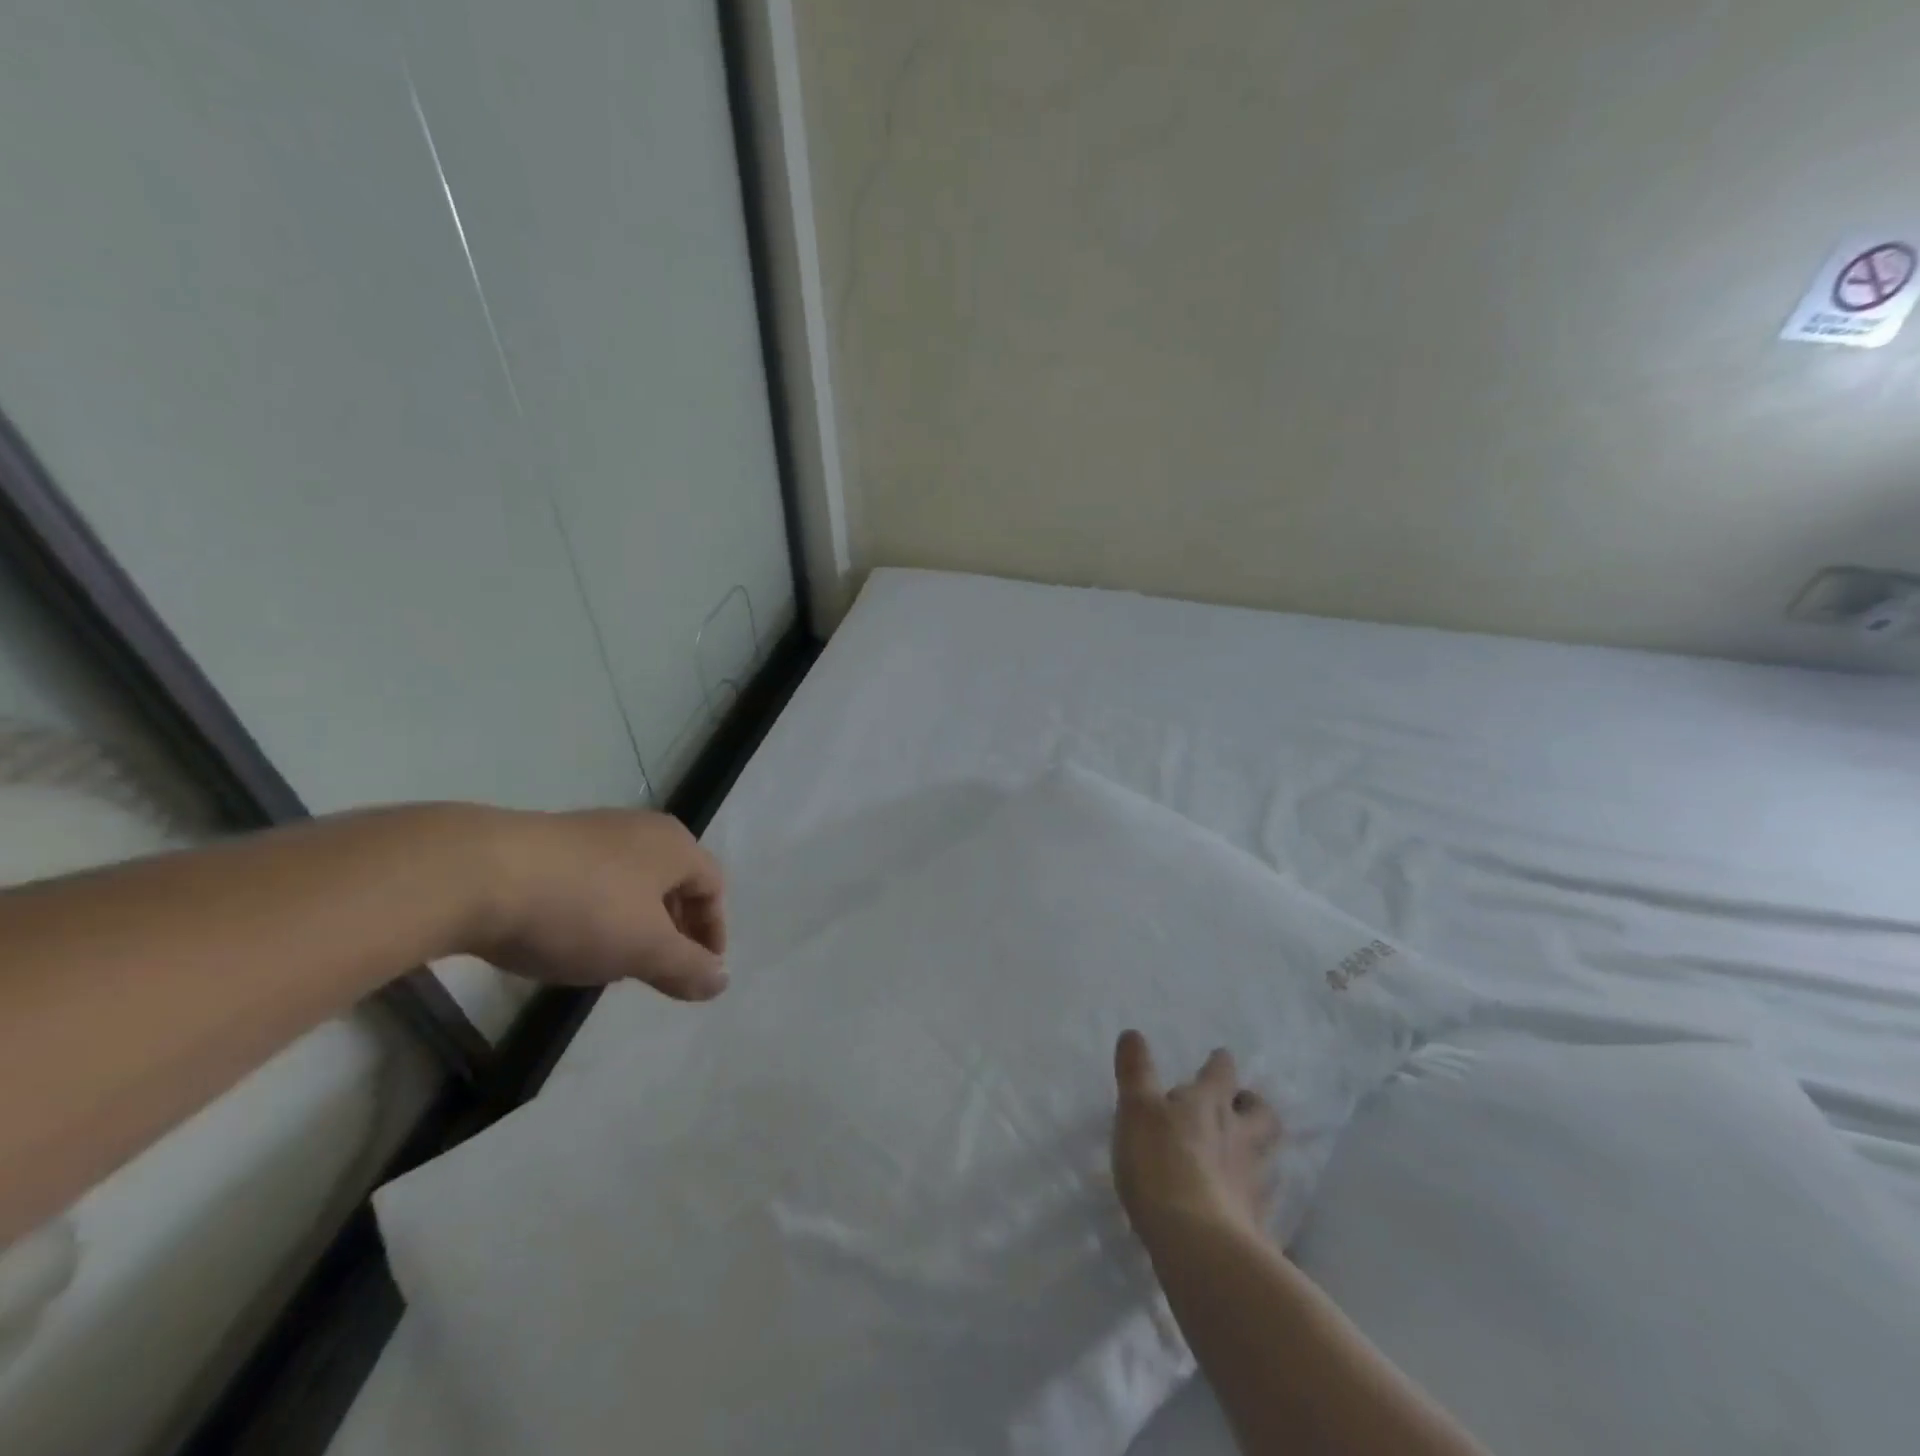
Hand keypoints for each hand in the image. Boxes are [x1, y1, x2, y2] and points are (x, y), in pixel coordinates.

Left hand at [468, 807, 727, 1000]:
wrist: (475, 874)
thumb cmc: (582, 909)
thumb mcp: (644, 949)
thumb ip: (688, 967)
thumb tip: (722, 981)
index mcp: (674, 845)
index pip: (714, 887)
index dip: (713, 932)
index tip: (700, 972)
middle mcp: (640, 829)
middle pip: (674, 881)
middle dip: (675, 928)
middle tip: (663, 969)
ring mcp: (592, 832)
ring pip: (631, 882)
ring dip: (635, 923)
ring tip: (615, 961)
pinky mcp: (548, 844)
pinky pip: (592, 880)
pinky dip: (597, 912)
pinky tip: (570, 939)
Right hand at [1111, 1031, 1281, 1248]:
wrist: (1199, 1244)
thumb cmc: (1161, 1163)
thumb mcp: (1136, 1109)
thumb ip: (1136, 1072)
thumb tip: (1133, 1033)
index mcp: (1211, 1103)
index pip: (1222, 1072)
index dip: (1220, 1064)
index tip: (1218, 1058)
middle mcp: (1240, 1136)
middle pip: (1261, 1113)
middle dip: (1251, 1104)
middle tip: (1238, 1105)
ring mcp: (1253, 1181)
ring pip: (1266, 1155)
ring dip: (1255, 1148)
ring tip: (1238, 1154)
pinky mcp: (1256, 1223)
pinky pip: (1259, 1199)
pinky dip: (1249, 1194)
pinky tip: (1235, 1202)